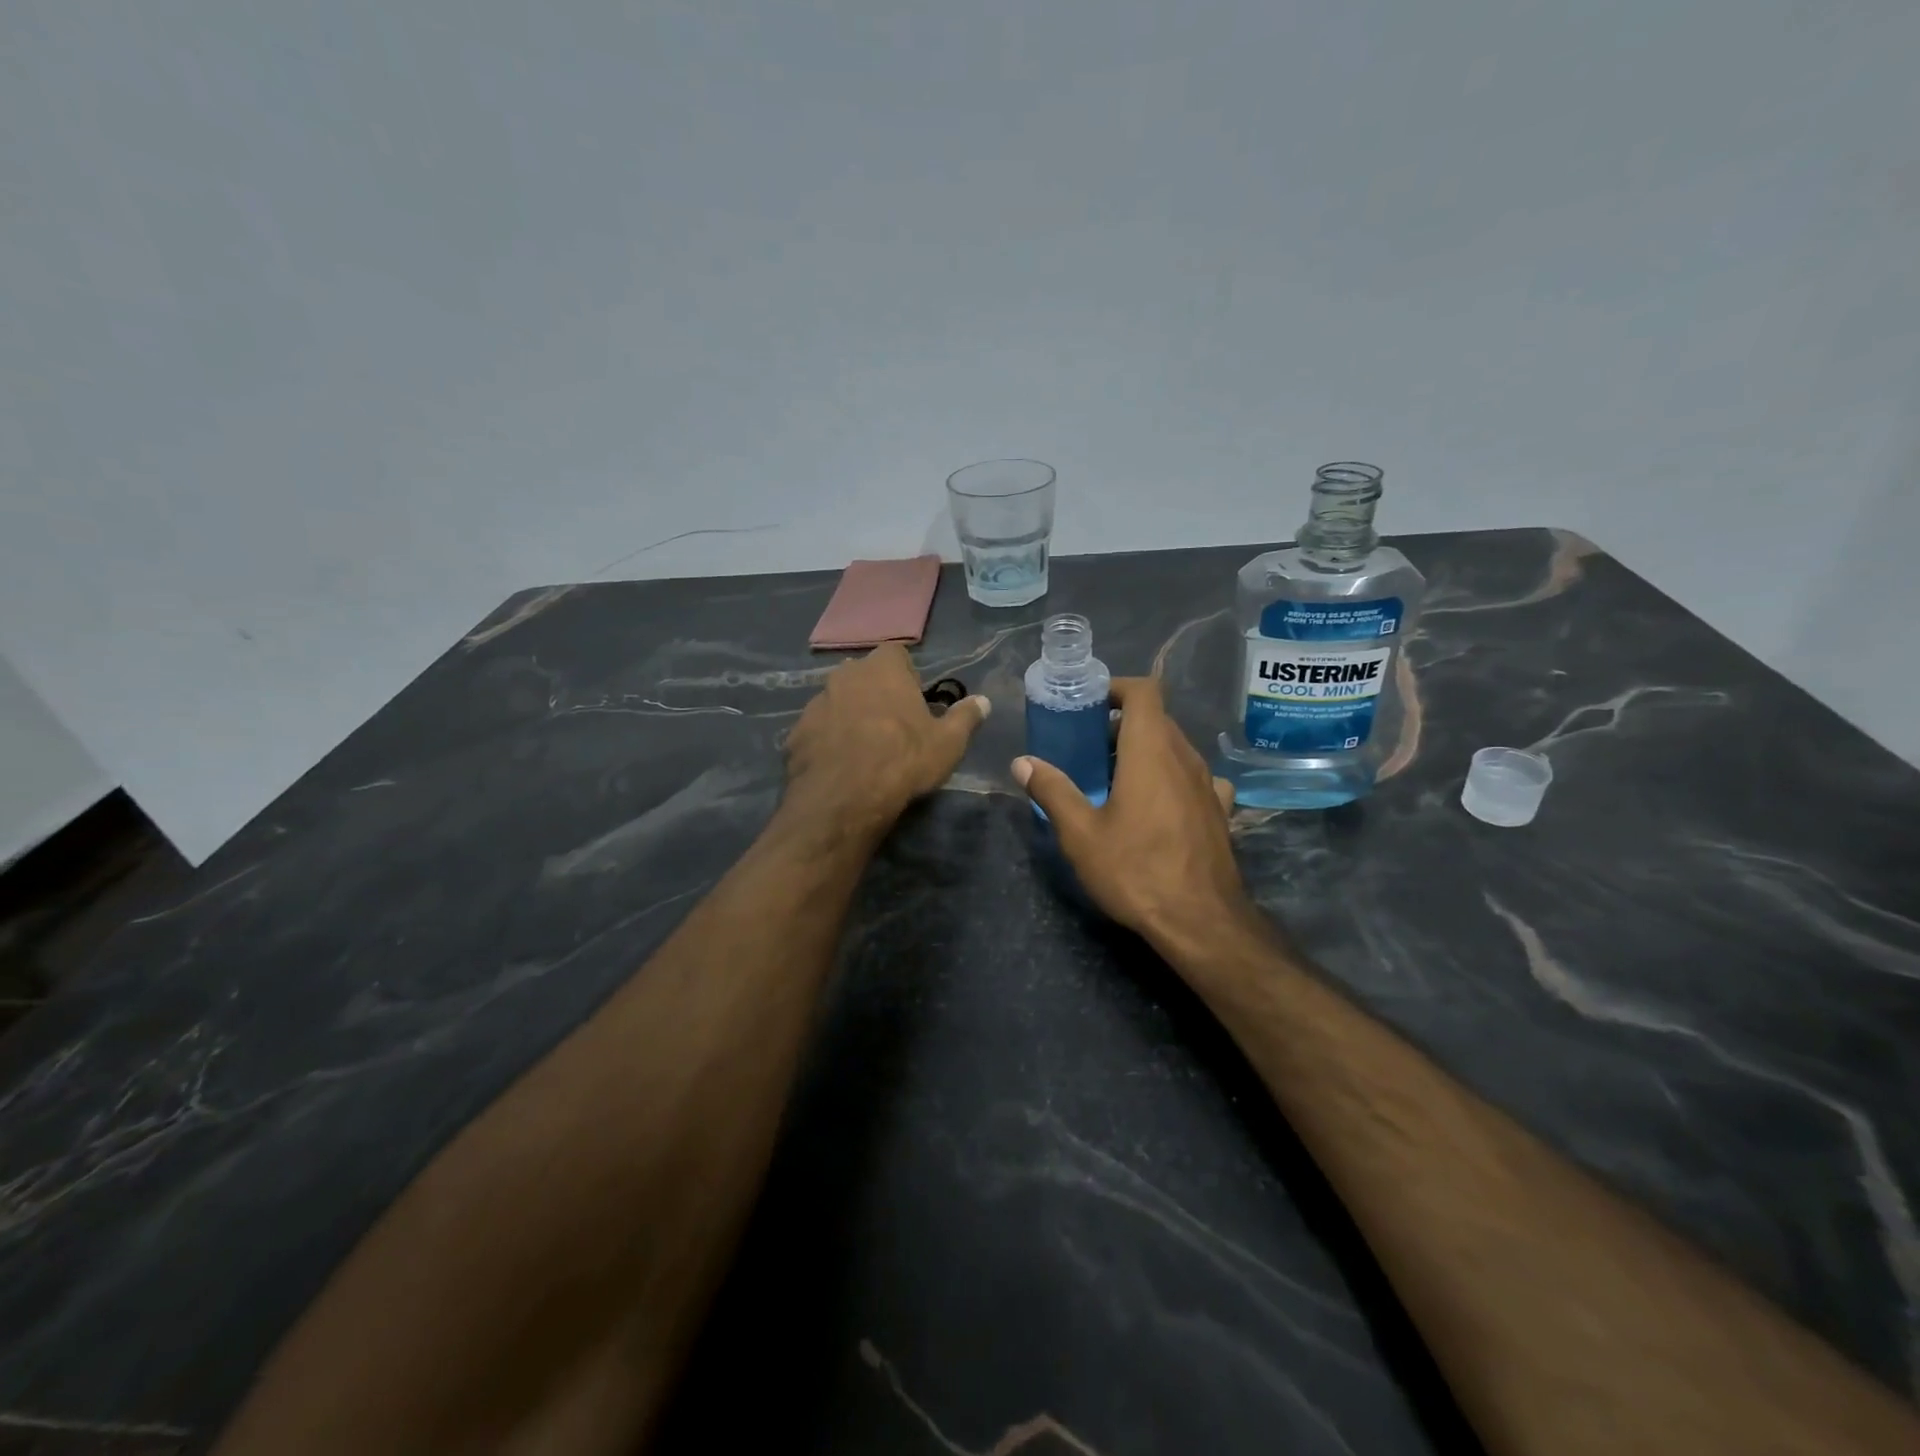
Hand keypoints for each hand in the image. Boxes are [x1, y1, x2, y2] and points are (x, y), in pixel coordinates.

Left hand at [784, 643, 990, 835]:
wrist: (844, 797)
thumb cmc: (904, 759)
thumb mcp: (948, 743)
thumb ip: (966, 717)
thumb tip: (983, 701)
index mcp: (882, 669)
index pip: (895, 653)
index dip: (906, 673)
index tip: (914, 698)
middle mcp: (845, 676)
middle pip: (862, 675)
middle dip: (874, 691)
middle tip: (891, 723)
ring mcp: (816, 703)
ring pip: (837, 701)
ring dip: (849, 715)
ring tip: (864, 747)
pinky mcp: (796, 733)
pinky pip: (818, 730)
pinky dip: (828, 740)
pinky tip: (840, 765)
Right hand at [1013, 678, 1258, 952]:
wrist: (1201, 922)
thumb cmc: (1136, 870)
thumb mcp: (1080, 833)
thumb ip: (1052, 790)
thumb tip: (1022, 762)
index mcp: (1151, 751)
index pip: (1144, 691)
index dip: (1116, 688)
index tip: (1089, 706)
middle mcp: (1185, 757)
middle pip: (1157, 719)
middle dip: (1121, 725)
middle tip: (1087, 750)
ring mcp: (1208, 784)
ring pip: (1175, 749)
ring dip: (1145, 752)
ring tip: (1115, 780)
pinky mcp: (1220, 812)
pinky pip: (1194, 779)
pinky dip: (1171, 779)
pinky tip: (1157, 807)